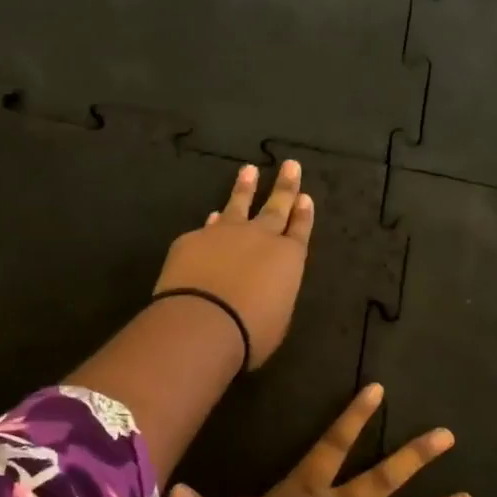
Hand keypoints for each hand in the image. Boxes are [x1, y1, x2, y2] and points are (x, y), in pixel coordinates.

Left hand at [154, 161, 313, 368]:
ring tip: (249, 170)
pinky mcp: (192, 239)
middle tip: (290, 165)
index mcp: (288, 258)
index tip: (305, 197)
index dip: (303, 214)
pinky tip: (211, 216)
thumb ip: (272, 292)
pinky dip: (212, 222)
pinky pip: (207, 227)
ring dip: (245, 188)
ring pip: (238, 204)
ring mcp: (224, 233)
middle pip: (276, 206)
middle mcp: (259, 238)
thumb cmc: (250, 332)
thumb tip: (262, 284)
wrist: (203, 322)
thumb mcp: (276, 317)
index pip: (300, 230)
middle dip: (284, 186)